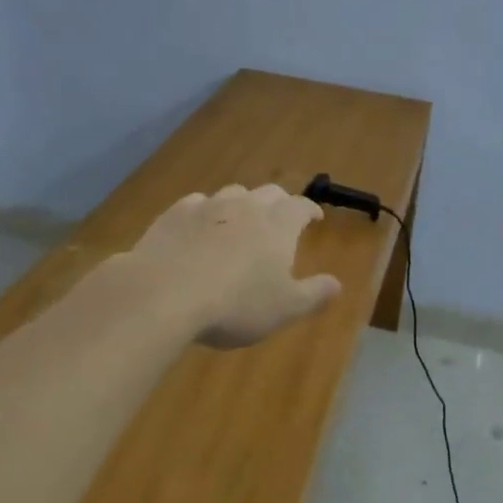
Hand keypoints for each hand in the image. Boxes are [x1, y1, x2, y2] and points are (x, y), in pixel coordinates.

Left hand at [127, 184, 341, 348]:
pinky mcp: (175, 213)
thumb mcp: (283, 309)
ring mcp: (208, 206)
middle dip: (279, 203)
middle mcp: (246, 206)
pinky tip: (199, 226)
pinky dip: (205, 212)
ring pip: (232, 194)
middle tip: (280, 217)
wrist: (165, 292)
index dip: (309, 210)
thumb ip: (313, 295)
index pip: (300, 207)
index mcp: (277, 225)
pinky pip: (197, 203)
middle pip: (269, 193)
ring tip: (241, 220)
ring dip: (242, 204)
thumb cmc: (235, 304)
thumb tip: (337, 284)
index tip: (314, 217)